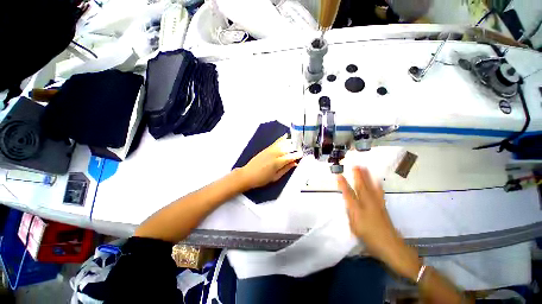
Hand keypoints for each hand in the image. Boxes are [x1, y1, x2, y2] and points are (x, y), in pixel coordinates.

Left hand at [240, 135, 302, 189]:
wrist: (247, 175)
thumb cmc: (262, 179)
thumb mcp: (275, 177)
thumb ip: (286, 169)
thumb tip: (294, 163)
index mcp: (277, 163)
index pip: (290, 157)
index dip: (297, 155)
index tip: (302, 154)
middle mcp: (274, 154)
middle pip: (287, 148)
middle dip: (295, 148)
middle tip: (301, 148)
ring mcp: (270, 150)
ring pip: (282, 144)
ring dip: (290, 142)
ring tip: (296, 141)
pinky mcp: (266, 148)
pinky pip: (276, 142)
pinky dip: (282, 139)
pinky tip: (286, 137)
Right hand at [337, 167, 421, 280]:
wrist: (390, 246)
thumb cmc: (369, 239)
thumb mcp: (355, 229)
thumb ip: (350, 215)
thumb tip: (349, 205)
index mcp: (357, 211)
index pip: (348, 195)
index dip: (343, 185)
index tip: (339, 175)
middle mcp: (367, 205)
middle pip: (361, 187)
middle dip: (357, 176)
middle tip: (355, 166)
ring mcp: (376, 204)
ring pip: (370, 187)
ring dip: (367, 177)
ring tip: (365, 168)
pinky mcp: (383, 206)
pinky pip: (379, 192)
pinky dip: (377, 184)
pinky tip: (377, 180)